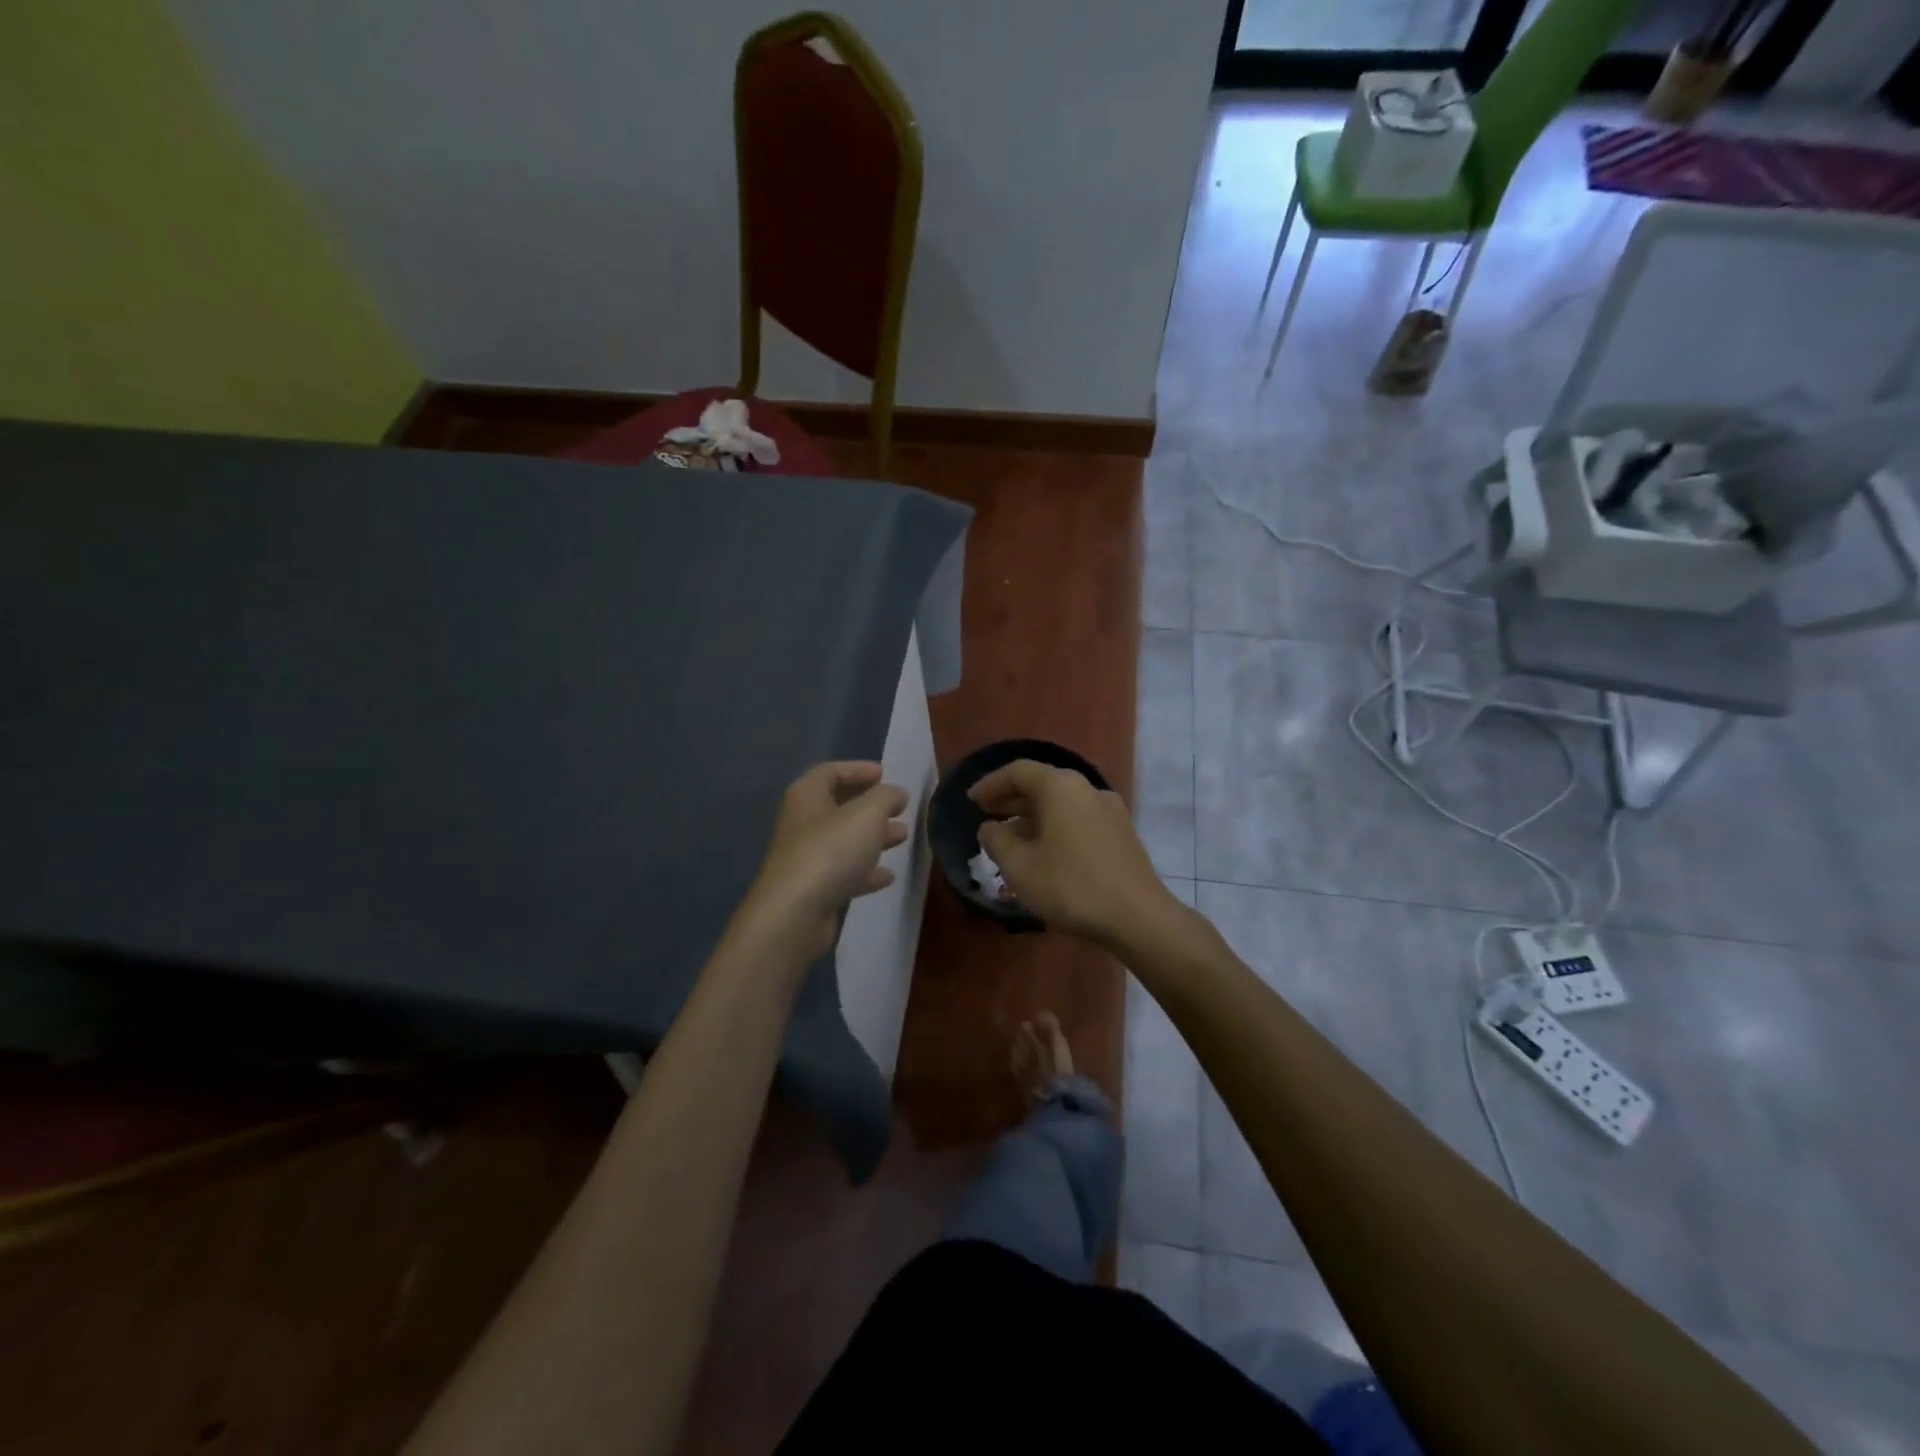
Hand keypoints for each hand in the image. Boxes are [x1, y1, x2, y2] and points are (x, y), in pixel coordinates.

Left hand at [739, 762, 909, 958]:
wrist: (795, 913)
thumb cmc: (831, 850)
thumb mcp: (867, 814)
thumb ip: (886, 797)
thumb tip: (896, 792)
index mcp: (807, 795)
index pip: (831, 771)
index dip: (858, 769)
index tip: (885, 774)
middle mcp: (802, 822)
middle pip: (839, 806)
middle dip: (872, 806)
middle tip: (900, 808)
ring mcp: (806, 857)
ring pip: (844, 840)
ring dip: (873, 837)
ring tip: (902, 837)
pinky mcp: (813, 889)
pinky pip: (843, 872)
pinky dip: (865, 871)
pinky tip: (887, 875)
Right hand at [969, 760, 1180, 948]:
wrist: (1138, 917)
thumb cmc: (1071, 886)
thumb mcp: (1020, 866)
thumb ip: (996, 841)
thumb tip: (990, 826)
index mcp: (1060, 787)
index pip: (1018, 771)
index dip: (990, 783)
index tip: (971, 800)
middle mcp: (1087, 788)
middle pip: (1042, 784)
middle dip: (1011, 799)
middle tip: (986, 814)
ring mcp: (1109, 810)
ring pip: (1061, 804)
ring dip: (1032, 816)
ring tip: (1010, 838)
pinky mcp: (1121, 833)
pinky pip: (1077, 819)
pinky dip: (1054, 827)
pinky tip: (1043, 852)